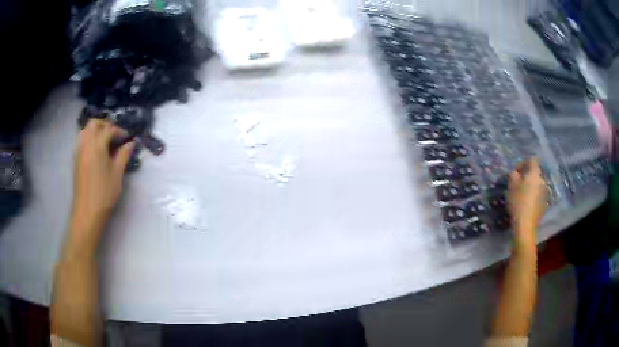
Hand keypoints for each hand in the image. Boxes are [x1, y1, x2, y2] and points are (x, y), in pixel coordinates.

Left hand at [69, 119, 134, 251]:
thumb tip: (130, 143)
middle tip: (113, 134)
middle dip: (104, 124)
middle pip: (93, 124)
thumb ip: (123, 155)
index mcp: (97, 146)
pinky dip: (89, 139)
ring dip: (95, 130)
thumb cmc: (104, 193)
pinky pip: (81, 141)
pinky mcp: (76, 160)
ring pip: (85, 131)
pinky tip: (95, 151)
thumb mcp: (117, 174)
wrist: (87, 211)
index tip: (126, 137)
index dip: (119, 130)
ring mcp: (79, 152)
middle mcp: (86, 144)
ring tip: (104, 140)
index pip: (108, 129)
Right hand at [507, 158, 547, 245]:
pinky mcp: (544, 203)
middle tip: (517, 183)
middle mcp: (542, 180)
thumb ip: (514, 175)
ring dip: (530, 186)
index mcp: (535, 173)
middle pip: (534, 173)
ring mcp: (544, 192)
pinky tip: (526, 203)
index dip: (523, 163)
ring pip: (536, 184)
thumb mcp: (511, 186)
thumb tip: (516, 173)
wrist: (525, 225)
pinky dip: (532, 196)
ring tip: (521, 194)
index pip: (532, 160)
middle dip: (526, 176)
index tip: (516, 171)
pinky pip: (538, 194)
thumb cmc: (518, 202)